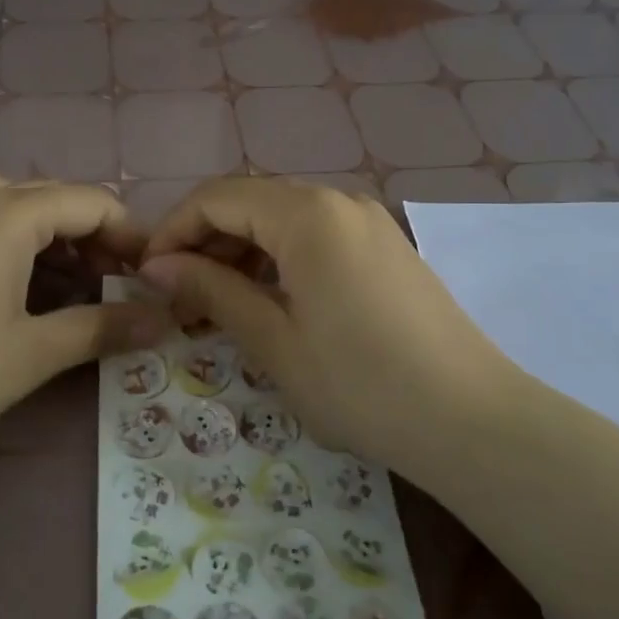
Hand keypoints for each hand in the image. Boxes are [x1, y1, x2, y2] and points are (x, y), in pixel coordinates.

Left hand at [0, 179, 162, 472]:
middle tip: (114, 285)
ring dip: (47, 235)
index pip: (92, 202)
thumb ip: (103, 328)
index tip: (152, 277)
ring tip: (64, 282)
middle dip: (92, 236)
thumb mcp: (34, 353)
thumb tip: (164, 320)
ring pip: (9, 206)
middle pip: (52, 198)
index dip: (130, 235)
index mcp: (9, 215)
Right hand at [139, 178, 519, 487]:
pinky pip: (316, 237)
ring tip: (217, 305)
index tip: (147, 277)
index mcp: (307, 214)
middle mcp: (339, 202)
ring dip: (241, 252)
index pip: (217, 198)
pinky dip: (279, 260)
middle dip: (205, 242)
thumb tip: (157, 266)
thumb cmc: (361, 384)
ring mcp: (369, 222)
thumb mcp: (274, 341)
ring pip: (283, 219)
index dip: (173, 231)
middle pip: (250, 202)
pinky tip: (268, 302)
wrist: (471, 420)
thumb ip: (212, 291)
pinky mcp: (386, 248)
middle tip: (178, 298)